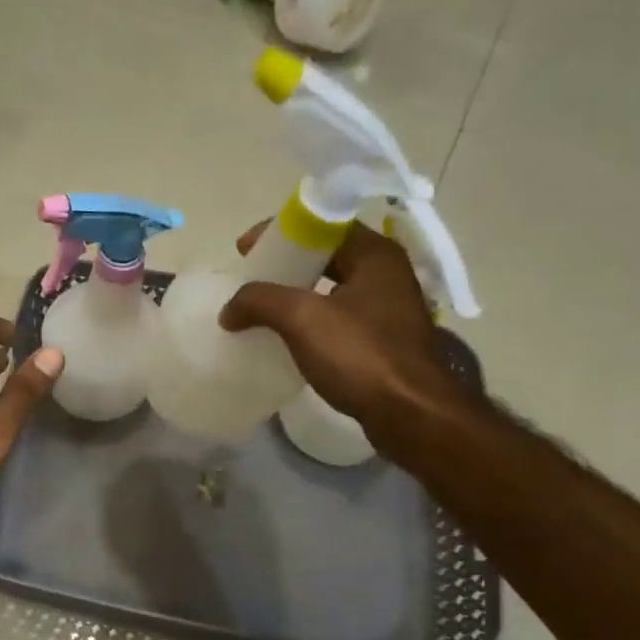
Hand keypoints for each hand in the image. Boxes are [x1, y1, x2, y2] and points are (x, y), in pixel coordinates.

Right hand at [220, 220, 462, 444]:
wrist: (410, 415)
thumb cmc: (361, 356)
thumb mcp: (303, 320)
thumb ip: (261, 302)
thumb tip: (229, 309)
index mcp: (375, 255)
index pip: (323, 224)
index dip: (280, 232)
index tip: (245, 250)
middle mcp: (387, 275)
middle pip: (328, 256)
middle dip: (286, 265)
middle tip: (251, 279)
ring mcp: (389, 310)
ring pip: (333, 290)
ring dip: (297, 296)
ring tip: (262, 310)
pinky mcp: (384, 343)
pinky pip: (339, 320)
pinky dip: (311, 322)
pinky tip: (287, 339)